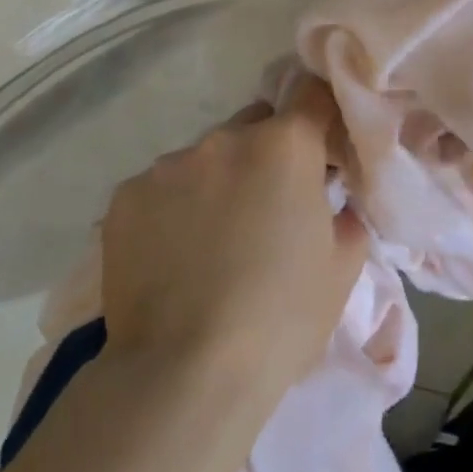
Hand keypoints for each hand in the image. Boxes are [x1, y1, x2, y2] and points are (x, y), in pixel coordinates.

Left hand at [99, 78, 368, 392]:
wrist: (183, 376)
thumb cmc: (279, 320)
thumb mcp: (341, 270)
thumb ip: (346, 216)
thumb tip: (335, 200)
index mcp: (285, 146)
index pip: (311, 94)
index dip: (320, 117)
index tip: (321, 152)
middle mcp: (225, 138)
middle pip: (256, 124)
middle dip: (267, 153)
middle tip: (266, 210)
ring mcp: (170, 164)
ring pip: (205, 157)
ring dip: (216, 182)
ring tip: (210, 243)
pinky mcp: (125, 195)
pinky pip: (161, 187)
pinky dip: (171, 209)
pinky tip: (170, 257)